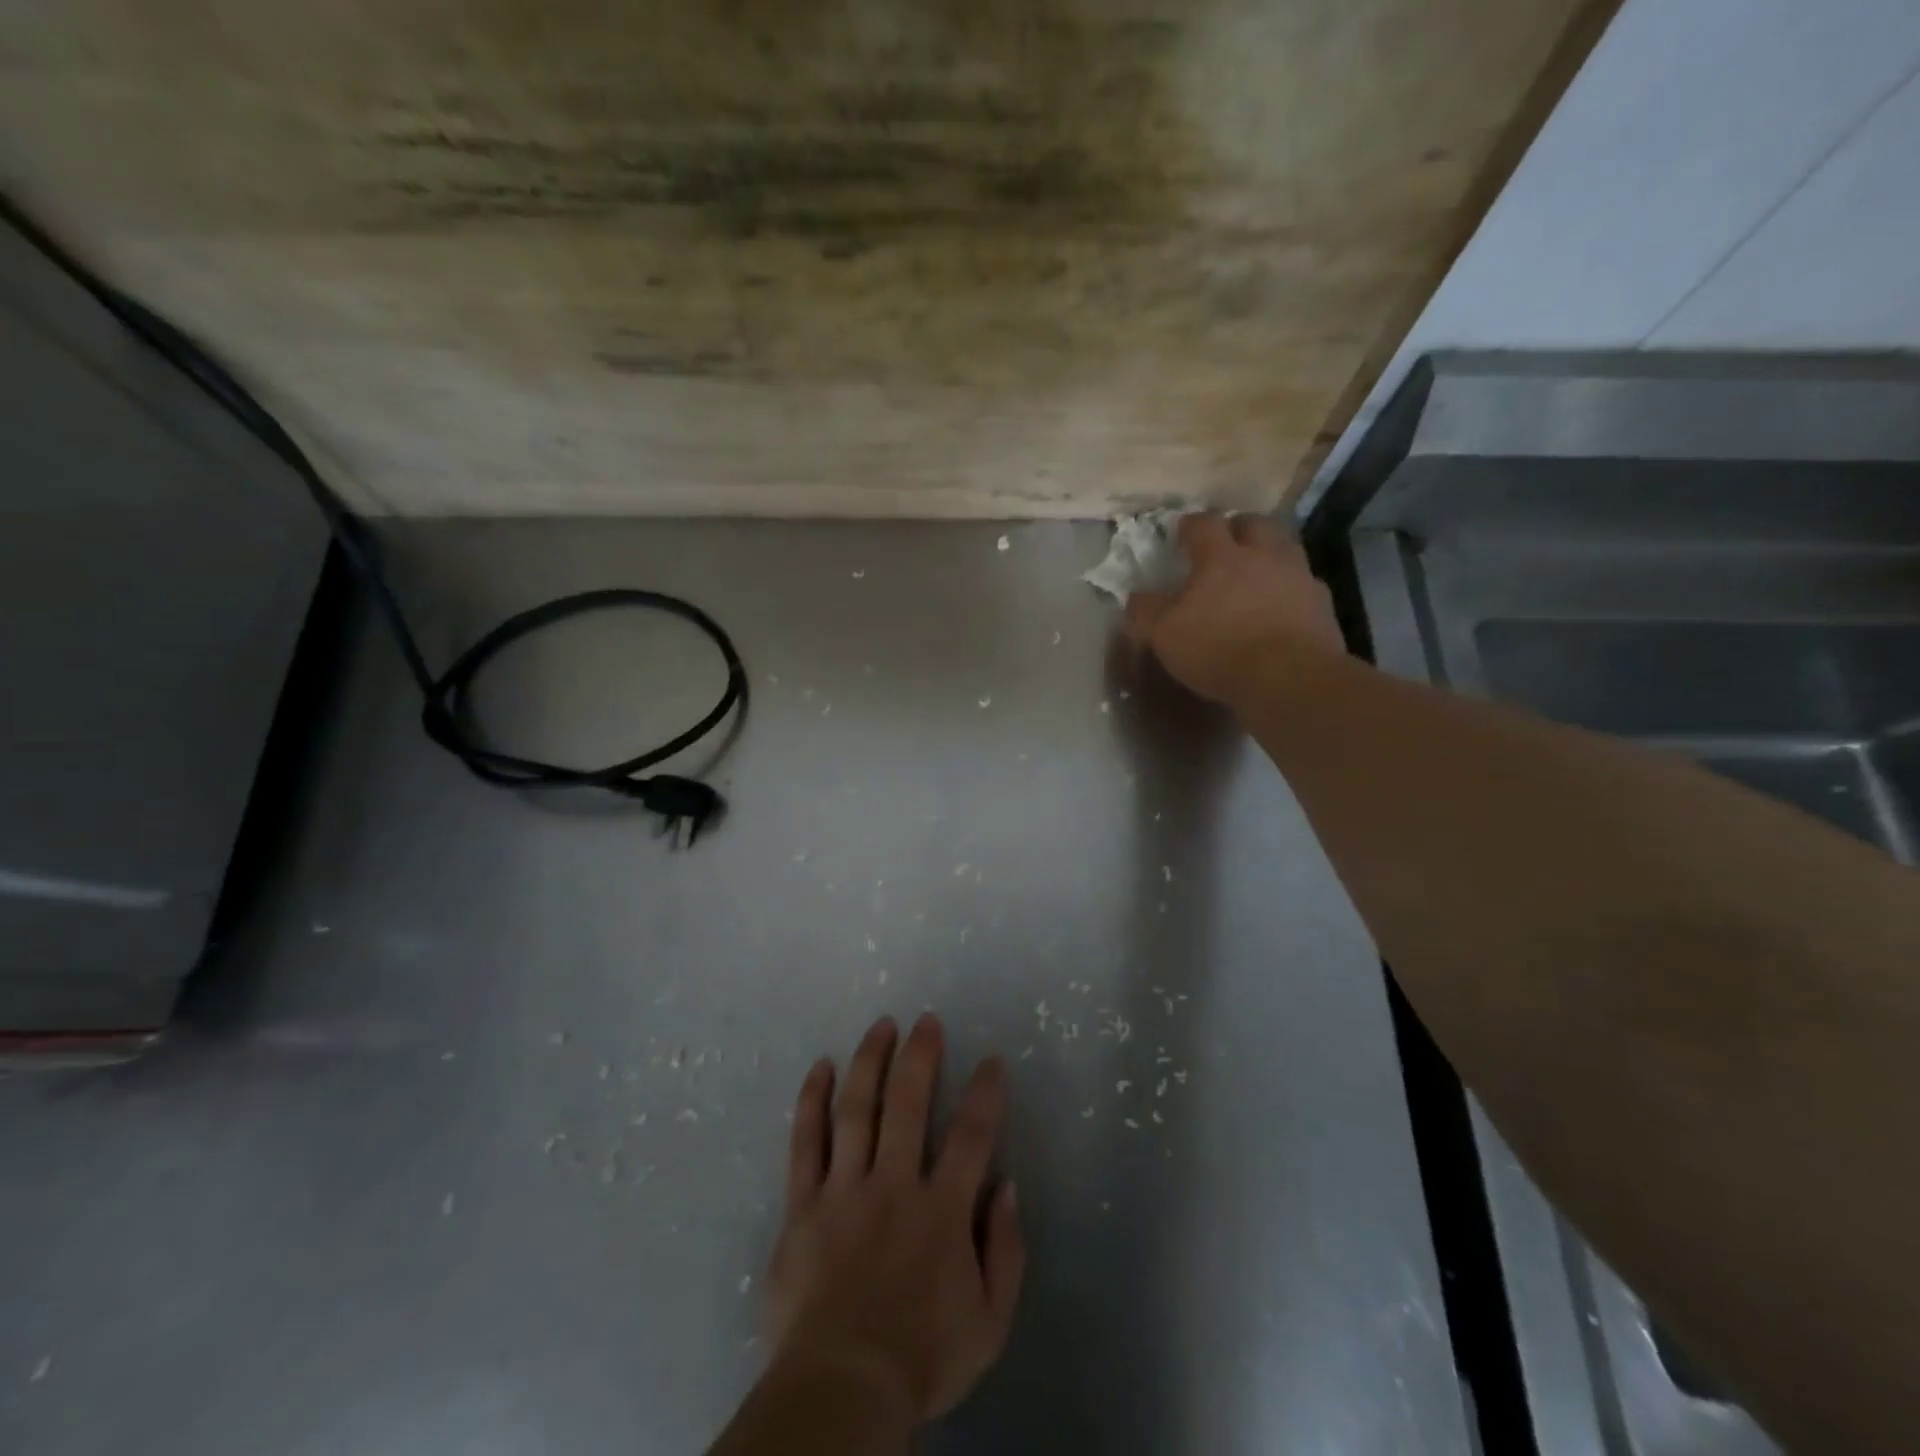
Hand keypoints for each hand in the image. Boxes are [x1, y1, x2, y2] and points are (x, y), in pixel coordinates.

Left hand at [763, 1015, 1024, 1423]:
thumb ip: (1005, 1251)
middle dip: (921, 1055)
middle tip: (927, 1021)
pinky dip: (813, 1100)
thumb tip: (1007, 1186)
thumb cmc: (921, 1359)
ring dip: (871, 1060)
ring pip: (857, 1108)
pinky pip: (805, 1141)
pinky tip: (822, 1067)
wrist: (839, 1392)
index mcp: (941, 1210)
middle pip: (908, 1103)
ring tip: (882, 1026)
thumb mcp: (990, 1322)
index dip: (986, 1092)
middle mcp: (893, 1185)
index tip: (992, 1061)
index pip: (972, 1135)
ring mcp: (843, 1190)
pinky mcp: (802, 1204)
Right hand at [1125, 511, 1344, 704]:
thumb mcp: (1163, 634)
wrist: (1287, 678)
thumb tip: (1136, 597)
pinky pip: (1304, 586)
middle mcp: (1263, 555)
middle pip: (1253, 524)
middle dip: (1238, 527)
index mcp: (1221, 557)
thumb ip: (1146, 611)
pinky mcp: (1322, 605)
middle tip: (1227, 542)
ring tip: (1258, 571)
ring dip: (1270, 553)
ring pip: (1285, 549)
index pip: (1204, 524)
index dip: (1190, 525)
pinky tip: (1282, 607)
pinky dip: (1291, 590)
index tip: (1182, 532)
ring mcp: (1298, 577)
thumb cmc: (1217, 649)